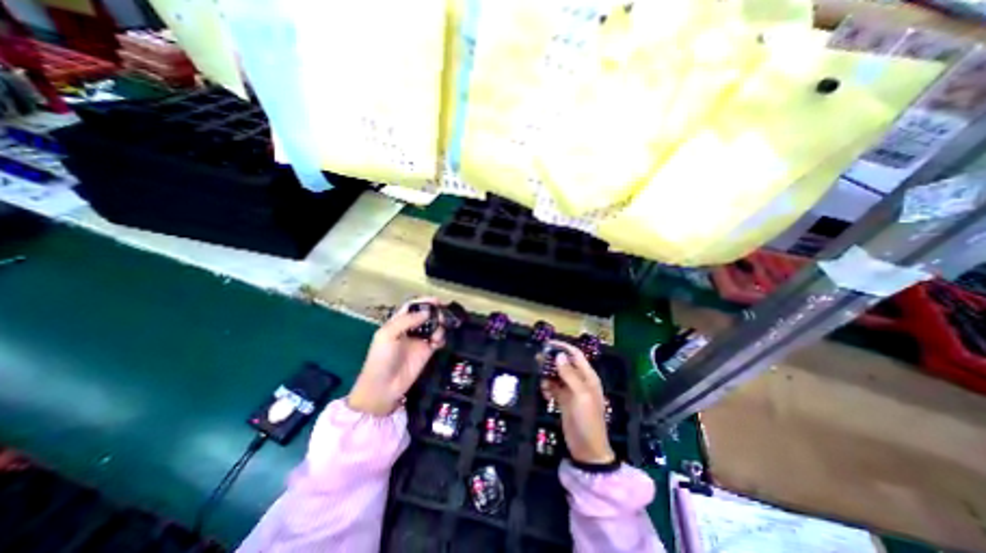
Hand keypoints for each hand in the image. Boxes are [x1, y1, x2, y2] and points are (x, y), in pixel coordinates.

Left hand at [346, 298, 446, 414]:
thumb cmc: (381, 358)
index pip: (412, 307)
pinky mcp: (427, 352)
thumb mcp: (387, 335)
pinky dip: (441, 338)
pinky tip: (438, 342)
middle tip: (442, 314)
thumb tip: (427, 313)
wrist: (384, 386)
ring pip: (434, 326)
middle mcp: (410, 329)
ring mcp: (419, 340)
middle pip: (425, 315)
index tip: (436, 300)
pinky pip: (438, 340)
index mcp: (397, 323)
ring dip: (439, 325)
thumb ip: (407, 321)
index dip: (423, 302)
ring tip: (439, 330)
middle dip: (435, 312)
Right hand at [539, 344, 613, 464]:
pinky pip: (553, 388)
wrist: (587, 450)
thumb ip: (570, 375)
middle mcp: (580, 381)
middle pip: (564, 363)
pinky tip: (545, 394)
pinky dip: (548, 388)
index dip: (563, 347)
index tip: (547, 343)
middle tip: (537, 359)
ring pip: (557, 375)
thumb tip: (559, 355)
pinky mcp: (563, 401)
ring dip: (548, 375)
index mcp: (588, 377)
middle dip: (552, 360)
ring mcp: (571, 391)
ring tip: (540, 378)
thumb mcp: (580, 395)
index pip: (575, 355)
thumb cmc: (587, 420)